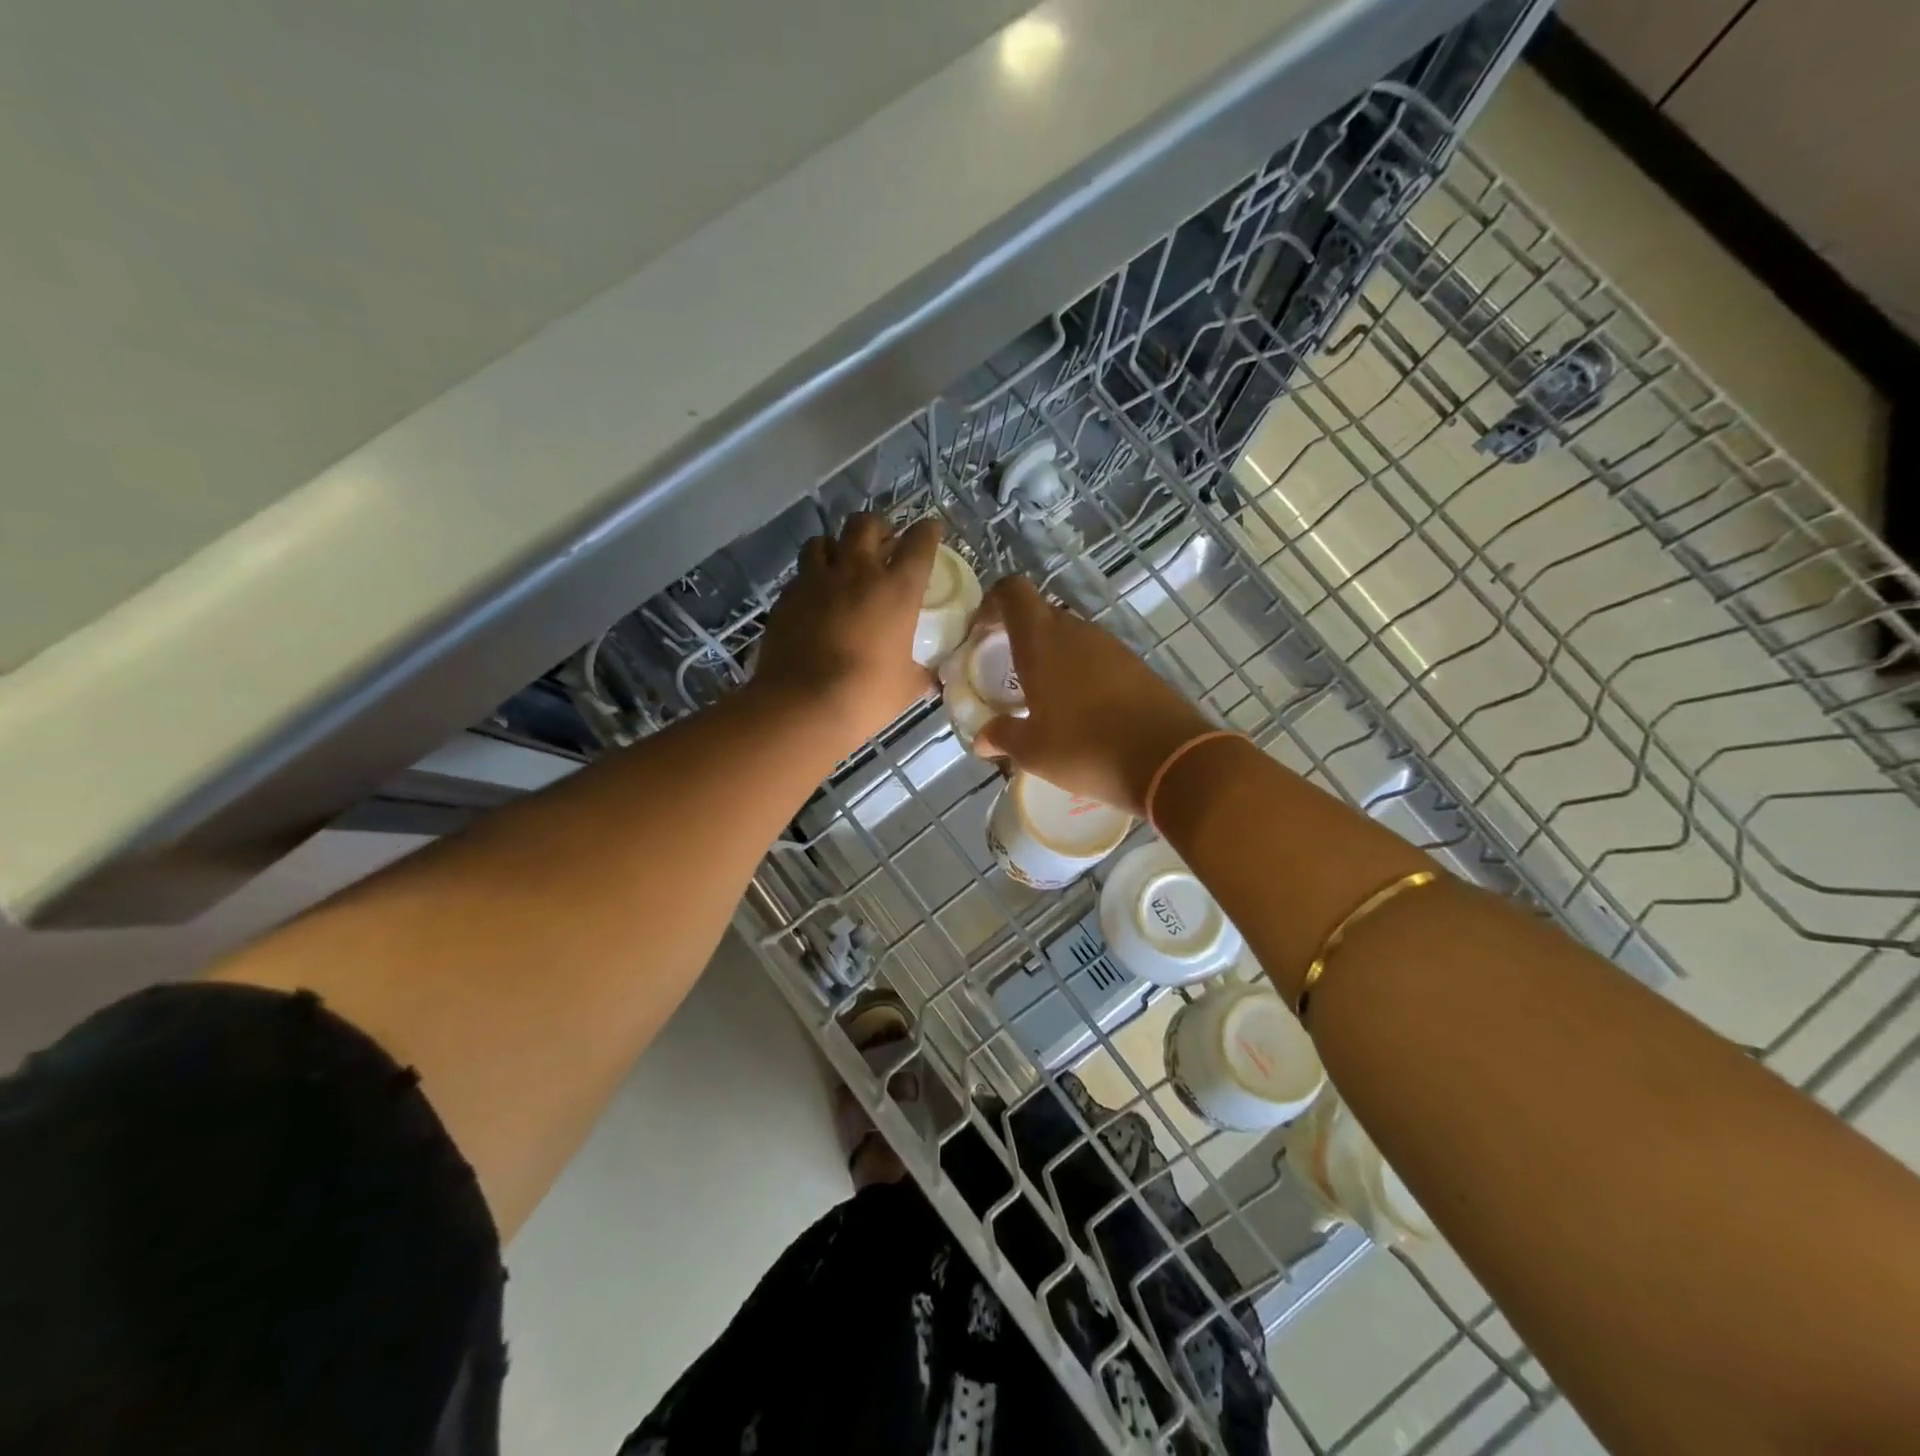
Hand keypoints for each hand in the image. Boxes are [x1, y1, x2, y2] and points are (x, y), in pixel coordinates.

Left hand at [754, 513, 943, 748]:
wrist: (804, 704)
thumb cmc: (867, 694)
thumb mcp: (907, 686)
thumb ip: (920, 674)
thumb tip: (932, 680)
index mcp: (897, 589)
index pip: (919, 543)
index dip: (927, 531)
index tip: (931, 530)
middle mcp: (858, 572)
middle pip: (865, 525)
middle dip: (877, 527)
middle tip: (882, 543)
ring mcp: (817, 581)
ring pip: (823, 540)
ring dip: (836, 547)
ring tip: (840, 564)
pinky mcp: (787, 597)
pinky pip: (800, 575)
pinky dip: (810, 579)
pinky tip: (813, 598)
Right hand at [971, 577, 1212, 816]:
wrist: (1168, 758)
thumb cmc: (1085, 748)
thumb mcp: (1033, 751)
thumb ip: (1002, 737)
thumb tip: (981, 739)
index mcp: (1042, 641)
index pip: (1012, 592)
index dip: (993, 603)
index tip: (982, 633)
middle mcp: (1076, 631)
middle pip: (1040, 615)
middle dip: (1020, 637)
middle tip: (1008, 674)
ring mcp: (1111, 646)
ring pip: (1071, 637)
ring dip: (1052, 658)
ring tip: (1043, 698)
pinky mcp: (1136, 665)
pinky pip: (1097, 658)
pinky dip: (1081, 673)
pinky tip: (1081, 711)